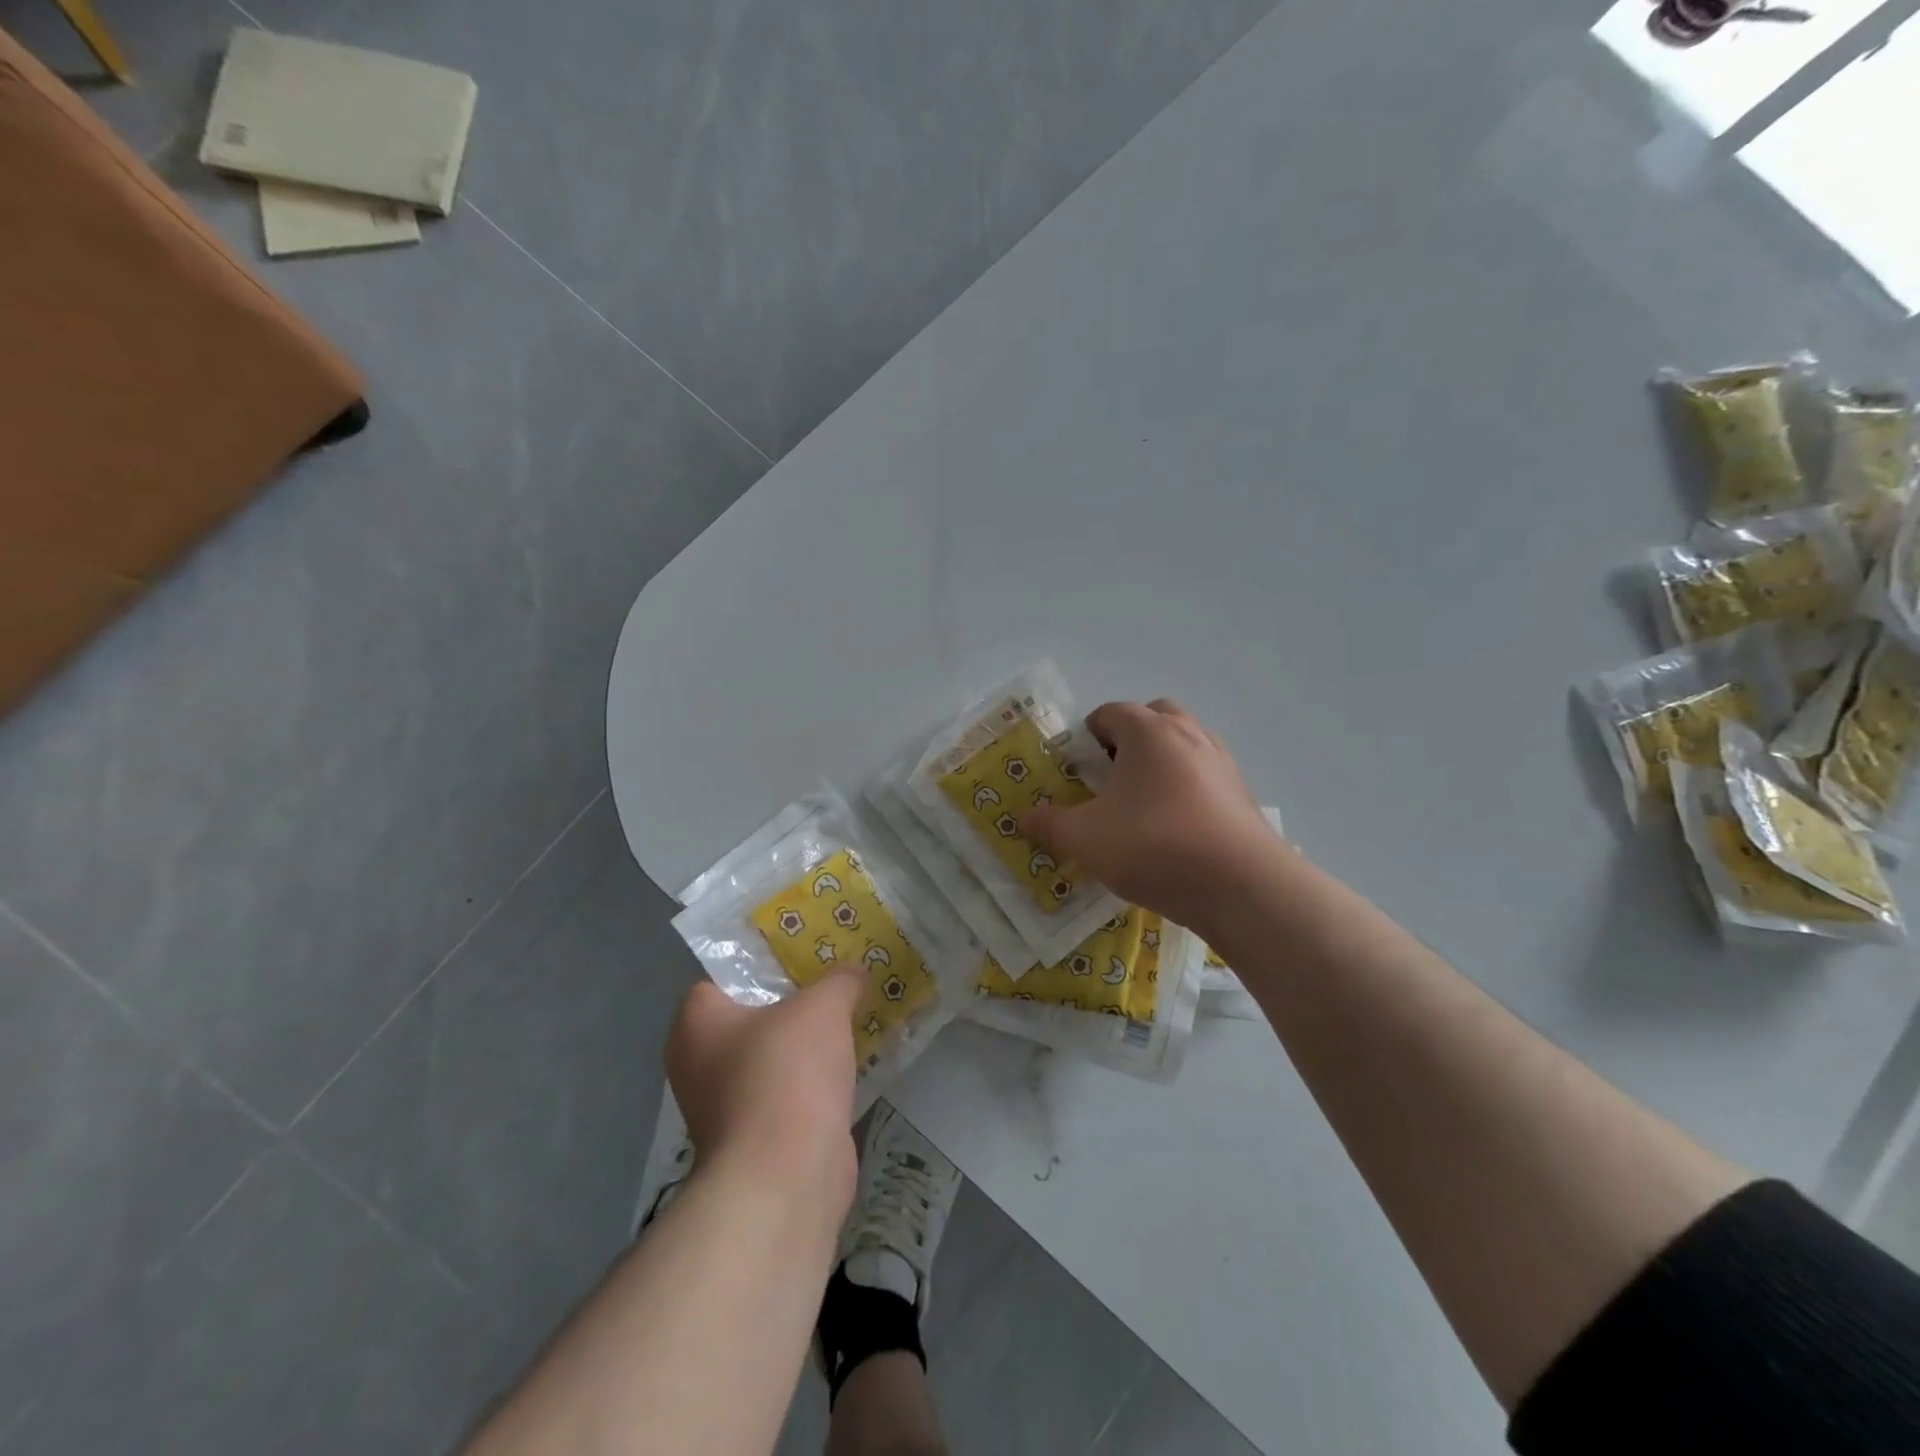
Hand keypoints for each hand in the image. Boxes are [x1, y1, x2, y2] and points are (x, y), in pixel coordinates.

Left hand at [666, 964, 864, 1203]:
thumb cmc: (787, 1072)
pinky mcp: (757, 1139)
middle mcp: (699, 1064)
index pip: (723, 978)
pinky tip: (852, 1064)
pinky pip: (789, 1093)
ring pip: (772, 1058)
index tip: (804, 954)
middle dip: (794, 1002)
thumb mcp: (822, 1006)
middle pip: (752, 1017)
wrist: (787, 1175)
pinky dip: (814, 1081)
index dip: (762, 963)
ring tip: (851, 1016)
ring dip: (807, 1045)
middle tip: (835, 981)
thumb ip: (839, 980)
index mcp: (696, 1024)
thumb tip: (854, 970)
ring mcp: (725, 1107)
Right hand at [1024, 698, 1285, 931]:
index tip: (1075, 770)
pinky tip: (1174, 830)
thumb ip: (1050, 825)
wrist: (1241, 886)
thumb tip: (1024, 818)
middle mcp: (1189, 734)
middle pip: (1153, 718)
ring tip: (1141, 806)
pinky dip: (1186, 790)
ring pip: (1183, 746)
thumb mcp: (1085, 838)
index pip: (1110, 712)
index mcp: (1148, 731)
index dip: (1086, 736)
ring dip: (1160, 764)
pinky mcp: (1242, 795)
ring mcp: (1221, 763)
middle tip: (1110, 778)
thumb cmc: (1154, 845)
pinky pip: (1204, 777)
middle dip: (1128, 740)